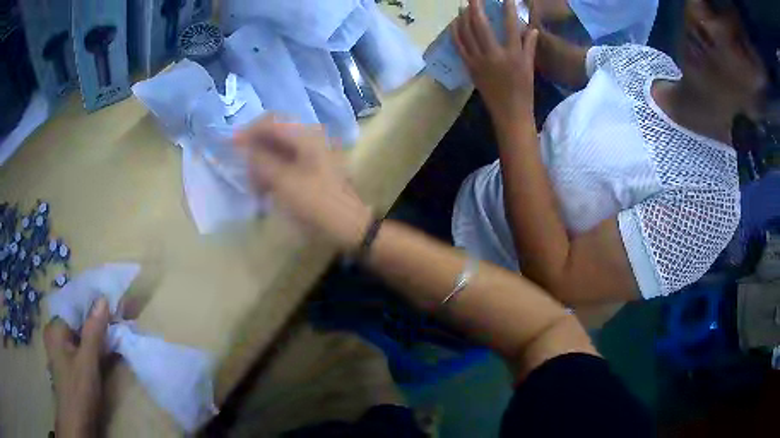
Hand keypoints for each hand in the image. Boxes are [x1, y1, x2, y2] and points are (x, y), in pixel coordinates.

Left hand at [44, 297, 109, 437]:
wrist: (77, 423)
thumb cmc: (79, 391)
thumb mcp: (88, 362)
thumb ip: (93, 331)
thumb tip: (103, 299)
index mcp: (55, 327)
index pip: (74, 305)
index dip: (93, 303)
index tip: (112, 302)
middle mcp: (55, 333)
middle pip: (77, 319)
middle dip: (96, 318)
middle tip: (117, 316)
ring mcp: (61, 348)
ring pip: (80, 333)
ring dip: (97, 333)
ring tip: (115, 329)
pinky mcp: (68, 362)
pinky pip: (81, 345)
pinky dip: (93, 345)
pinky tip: (106, 347)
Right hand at [235, 117, 371, 251]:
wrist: (349, 225)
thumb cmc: (316, 203)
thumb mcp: (284, 182)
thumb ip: (261, 160)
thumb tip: (243, 146)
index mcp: (306, 135)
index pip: (270, 121)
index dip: (248, 131)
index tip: (230, 146)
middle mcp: (310, 137)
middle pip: (274, 135)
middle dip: (255, 151)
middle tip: (245, 172)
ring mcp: (313, 152)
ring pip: (278, 150)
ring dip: (263, 164)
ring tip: (256, 188)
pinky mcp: (313, 166)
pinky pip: (286, 162)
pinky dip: (273, 173)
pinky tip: (267, 190)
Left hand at [452, 0, 538, 128]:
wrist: (509, 113)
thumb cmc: (523, 91)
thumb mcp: (529, 67)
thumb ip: (529, 46)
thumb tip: (532, 29)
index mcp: (513, 55)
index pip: (511, 26)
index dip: (508, 9)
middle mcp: (494, 55)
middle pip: (481, 25)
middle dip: (476, 7)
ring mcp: (478, 61)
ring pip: (467, 33)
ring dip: (463, 17)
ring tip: (463, 7)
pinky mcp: (469, 67)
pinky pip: (459, 46)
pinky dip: (456, 33)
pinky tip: (455, 23)